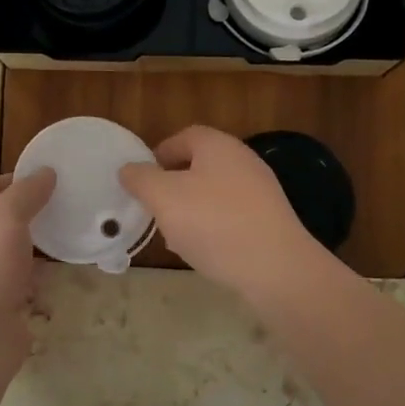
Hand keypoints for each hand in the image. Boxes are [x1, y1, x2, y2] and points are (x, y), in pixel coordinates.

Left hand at [0, 169, 56, 335]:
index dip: (13, 182)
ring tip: (66, 232)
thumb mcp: (5, 214)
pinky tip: (59, 269)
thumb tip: (46, 172)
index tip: (48, 179)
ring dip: (32, 247)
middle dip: (26, 215)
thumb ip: (27, 191)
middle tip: (62, 205)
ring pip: (7, 253)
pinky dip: (35, 277)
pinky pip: (16, 282)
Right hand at [118, 126, 324, 297]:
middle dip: (173, 186)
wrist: (276, 268)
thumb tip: (128, 169)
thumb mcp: (164, 198)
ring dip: (191, 210)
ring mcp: (260, 191)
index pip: (184, 137)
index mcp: (218, 146)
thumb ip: (141, 179)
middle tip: (155, 209)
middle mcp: (243, 161)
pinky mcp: (269, 220)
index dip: (159, 154)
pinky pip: (231, 216)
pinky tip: (204, 251)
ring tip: (174, 236)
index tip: (142, 180)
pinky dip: (213, 227)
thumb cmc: (214, 223)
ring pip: (214, 193)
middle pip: (199, 165)